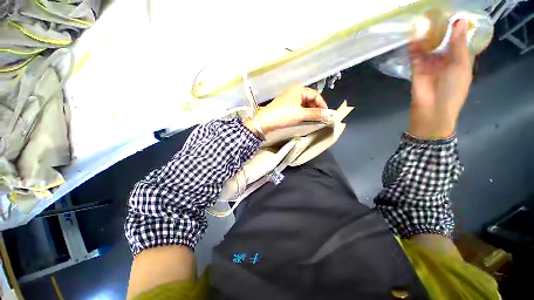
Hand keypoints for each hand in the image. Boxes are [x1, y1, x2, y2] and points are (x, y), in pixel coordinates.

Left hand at [244, 85, 331, 135]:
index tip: (326, 114)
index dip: (322, 104)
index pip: (315, 95)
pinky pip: (297, 106)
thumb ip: (315, 113)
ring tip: (313, 118)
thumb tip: (328, 114)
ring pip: (303, 102)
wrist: (265, 121)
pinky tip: (304, 117)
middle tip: (320, 117)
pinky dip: (302, 111)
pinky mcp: (285, 104)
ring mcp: (288, 97)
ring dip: (309, 110)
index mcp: (299, 89)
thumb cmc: (283, 115)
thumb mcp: (300, 114)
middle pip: (309, 98)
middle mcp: (294, 90)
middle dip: (315, 107)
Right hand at [409, 19, 472, 138]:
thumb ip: (458, 44)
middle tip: (434, 15)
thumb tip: (460, 21)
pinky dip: (414, 48)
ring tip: (423, 22)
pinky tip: (414, 37)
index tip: (451, 14)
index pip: (458, 41)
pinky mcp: (416, 70)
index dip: (456, 28)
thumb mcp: (460, 65)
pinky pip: (415, 56)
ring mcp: (430, 65)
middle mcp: (445, 60)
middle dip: (439, 30)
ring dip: (426, 37)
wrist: (432, 109)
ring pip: (428, 48)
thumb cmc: (452, 89)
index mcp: (460, 60)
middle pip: (442, 42)